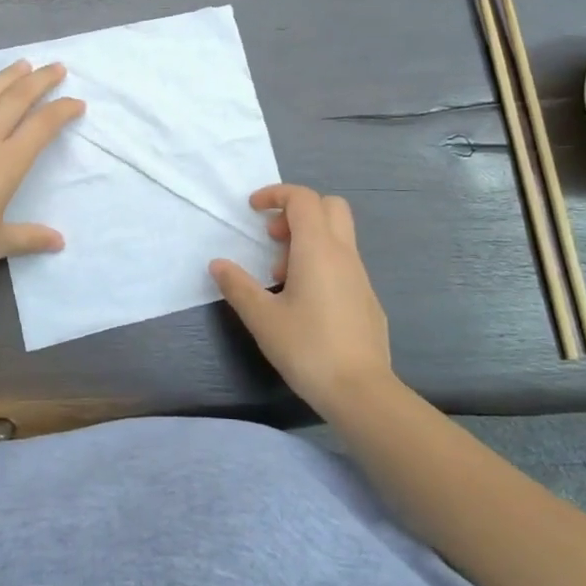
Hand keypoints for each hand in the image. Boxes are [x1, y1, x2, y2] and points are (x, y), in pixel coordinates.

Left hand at [0, 60, 84, 284]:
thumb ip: (29, 238)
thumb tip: (59, 242)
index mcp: (8, 163)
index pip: (42, 127)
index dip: (62, 111)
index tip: (77, 103)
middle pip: (16, 100)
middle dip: (40, 80)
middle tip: (56, 67)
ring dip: (4, 78)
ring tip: (21, 64)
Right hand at [211, 184, 393, 417]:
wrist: (361, 391)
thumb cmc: (308, 348)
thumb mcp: (262, 318)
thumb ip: (238, 286)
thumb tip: (218, 264)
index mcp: (317, 249)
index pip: (302, 199)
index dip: (276, 194)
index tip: (253, 209)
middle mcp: (343, 254)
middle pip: (329, 206)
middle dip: (298, 211)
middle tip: (273, 237)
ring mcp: (360, 276)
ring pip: (337, 236)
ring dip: (307, 240)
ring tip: (281, 277)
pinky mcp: (367, 298)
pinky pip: (343, 263)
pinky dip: (321, 263)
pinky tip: (305, 301)